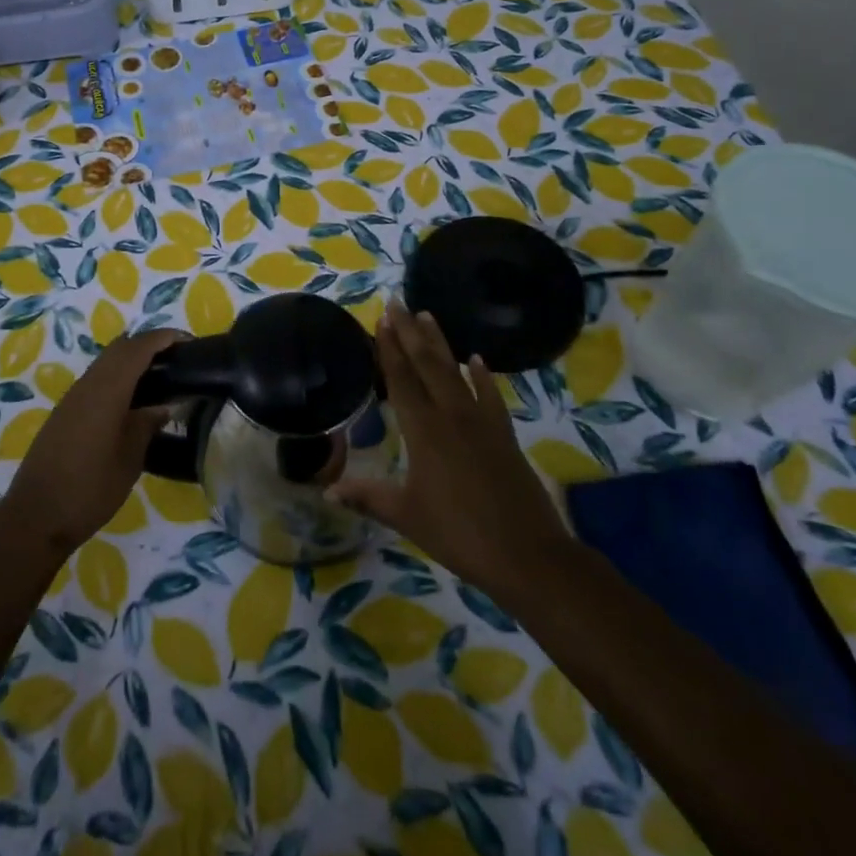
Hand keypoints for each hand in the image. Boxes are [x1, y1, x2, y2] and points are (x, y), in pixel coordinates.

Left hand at [0, 328, 186, 556]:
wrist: (35, 517)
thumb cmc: (89, 489)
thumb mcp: (129, 460)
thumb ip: (146, 425)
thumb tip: (162, 406)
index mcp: (106, 391)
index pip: (138, 348)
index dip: (163, 338)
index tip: (188, 341)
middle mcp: (87, 385)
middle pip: (120, 348)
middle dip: (148, 345)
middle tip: (177, 360)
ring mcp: (72, 398)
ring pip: (105, 363)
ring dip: (131, 361)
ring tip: (160, 379)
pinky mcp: (64, 413)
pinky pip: (96, 380)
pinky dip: (117, 378)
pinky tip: (132, 403)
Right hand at [328, 300, 569, 591]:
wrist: (527, 554)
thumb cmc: (458, 534)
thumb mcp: (406, 515)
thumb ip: (367, 496)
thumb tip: (328, 490)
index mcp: (423, 431)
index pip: (401, 379)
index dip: (389, 348)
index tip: (381, 318)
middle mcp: (451, 416)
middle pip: (427, 364)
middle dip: (410, 331)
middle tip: (399, 301)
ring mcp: (481, 422)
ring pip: (456, 372)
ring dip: (440, 343)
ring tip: (429, 315)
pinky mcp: (504, 435)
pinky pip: (490, 396)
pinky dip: (483, 376)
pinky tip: (477, 360)